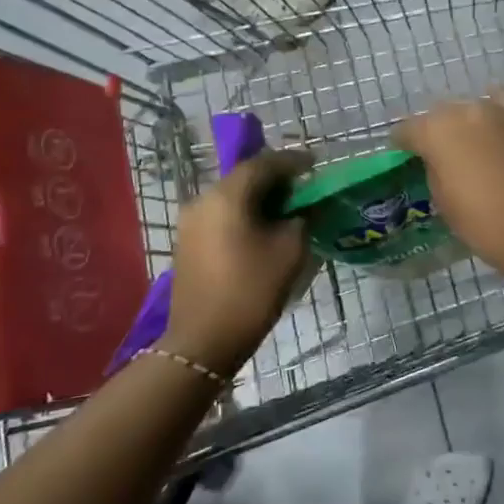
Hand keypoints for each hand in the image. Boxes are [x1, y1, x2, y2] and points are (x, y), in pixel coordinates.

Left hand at [163, 149, 314, 371]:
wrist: (203, 341)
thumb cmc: (251, 291)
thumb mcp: (289, 251)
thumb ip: (303, 219)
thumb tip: (307, 207)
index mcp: (227, 196)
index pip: (263, 164)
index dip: (292, 162)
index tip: (315, 165)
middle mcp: (203, 200)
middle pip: (244, 178)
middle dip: (276, 180)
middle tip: (305, 189)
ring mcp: (191, 222)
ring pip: (232, 197)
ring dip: (260, 199)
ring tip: (288, 211)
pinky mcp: (188, 243)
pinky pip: (222, 216)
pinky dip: (245, 214)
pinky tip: (264, 230)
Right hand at [395, 89, 503, 280]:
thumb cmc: (484, 224)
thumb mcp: (443, 200)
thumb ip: (434, 168)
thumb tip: (438, 159)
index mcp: (437, 130)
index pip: (408, 129)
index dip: (404, 144)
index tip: (406, 156)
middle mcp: (467, 109)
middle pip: (442, 113)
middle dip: (438, 130)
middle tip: (442, 154)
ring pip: (475, 106)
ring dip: (470, 122)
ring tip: (474, 143)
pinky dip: (500, 117)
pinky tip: (501, 130)